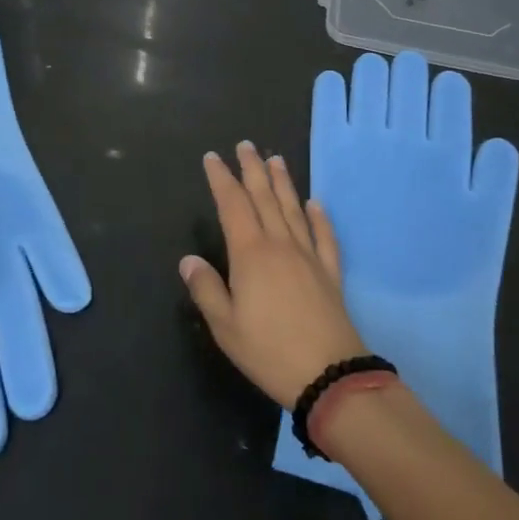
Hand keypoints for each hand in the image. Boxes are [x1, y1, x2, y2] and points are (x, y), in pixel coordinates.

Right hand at [182, 141, 367, 407]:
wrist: (329, 375)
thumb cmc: (269, 351)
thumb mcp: (225, 326)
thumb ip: (206, 289)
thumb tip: (188, 259)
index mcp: (250, 254)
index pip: (232, 205)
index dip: (221, 179)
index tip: (213, 158)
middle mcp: (279, 245)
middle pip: (264, 198)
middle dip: (252, 169)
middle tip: (246, 145)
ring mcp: (308, 256)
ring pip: (293, 209)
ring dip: (283, 182)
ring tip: (276, 159)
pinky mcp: (330, 273)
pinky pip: (324, 237)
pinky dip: (319, 217)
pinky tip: (316, 204)